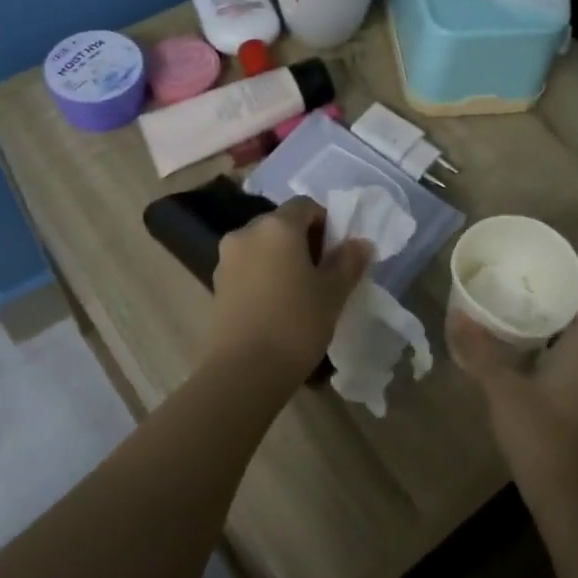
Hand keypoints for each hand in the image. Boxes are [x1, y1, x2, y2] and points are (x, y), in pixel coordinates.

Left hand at [205, 197, 374, 381]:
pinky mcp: (217, 284)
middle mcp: (247, 233)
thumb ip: (348, 262)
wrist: (244, 371)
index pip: (305, 206)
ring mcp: (227, 258)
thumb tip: (360, 243)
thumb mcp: (333, 293)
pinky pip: (248, 267)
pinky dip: (264, 275)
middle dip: (304, 241)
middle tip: (322, 273)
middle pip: (281, 224)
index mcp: (277, 226)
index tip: (337, 252)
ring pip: (263, 246)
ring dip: (282, 259)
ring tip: (299, 292)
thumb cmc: (296, 324)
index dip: (326, 222)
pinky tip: (276, 305)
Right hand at [447, 261, 577, 511]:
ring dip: (566, 320)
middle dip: (570, 292)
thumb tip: (458, 315)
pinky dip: (564, 344)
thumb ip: (480, 351)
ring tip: (531, 303)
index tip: (562, 251)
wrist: (570, 499)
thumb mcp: (503, 390)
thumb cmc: (541, 437)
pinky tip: (534, 349)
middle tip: (536, 273)